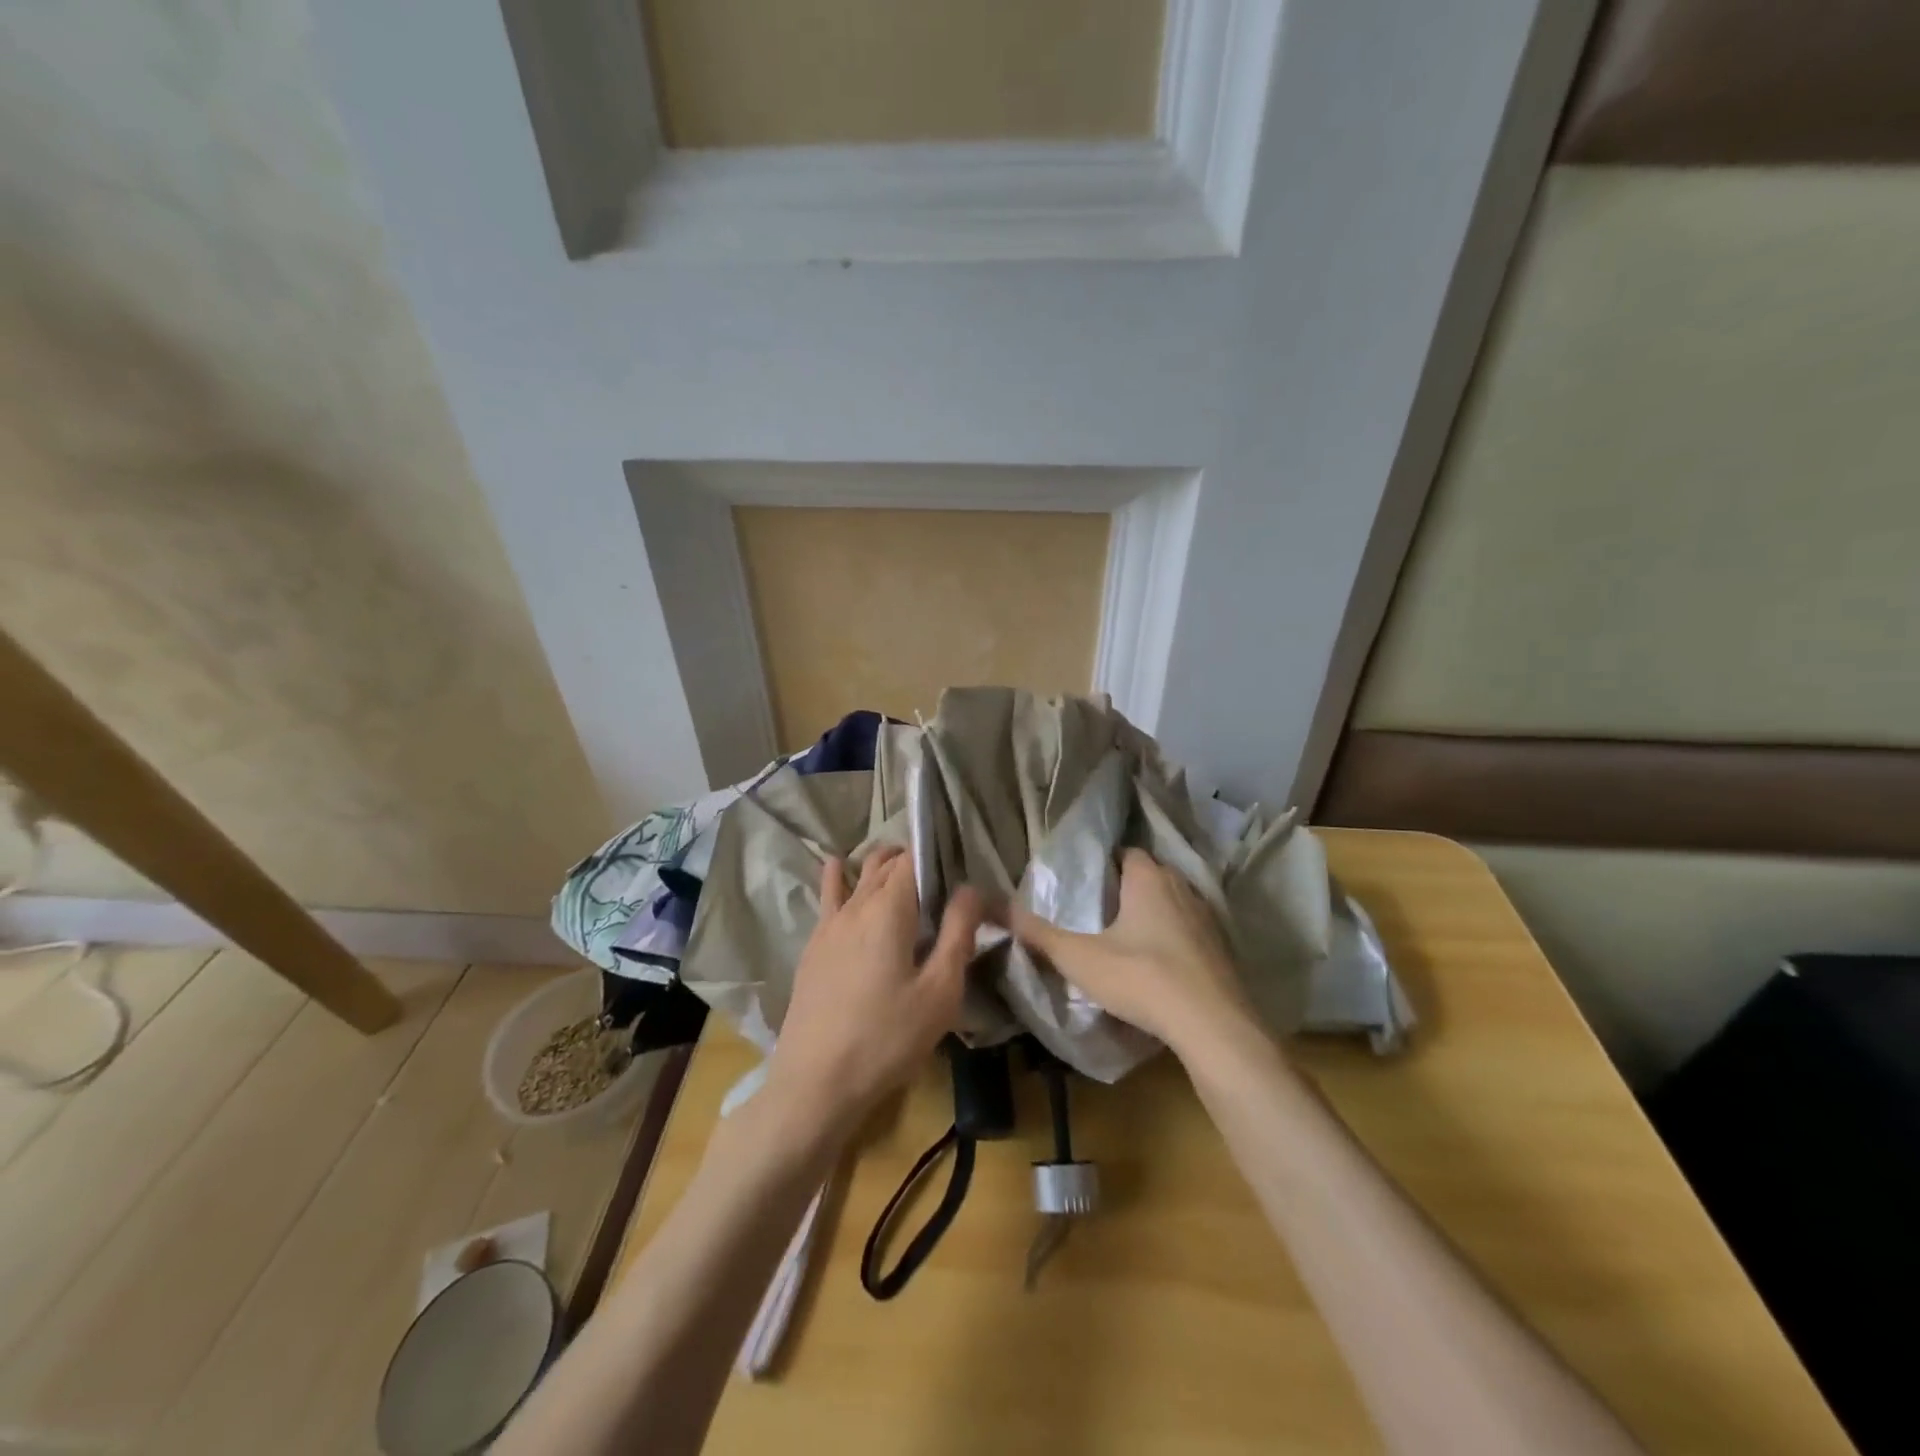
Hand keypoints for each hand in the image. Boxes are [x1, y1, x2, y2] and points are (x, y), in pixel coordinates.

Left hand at [765, 846, 983, 1135]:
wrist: (815, 1083)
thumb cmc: (887, 1038)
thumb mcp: (940, 992)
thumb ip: (958, 933)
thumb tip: (971, 888)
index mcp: (890, 909)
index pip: (914, 859)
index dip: (937, 853)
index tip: (959, 864)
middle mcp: (856, 905)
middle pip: (885, 863)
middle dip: (912, 858)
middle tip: (941, 875)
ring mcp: (829, 925)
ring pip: (857, 876)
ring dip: (880, 865)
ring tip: (901, 866)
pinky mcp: (813, 947)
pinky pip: (829, 897)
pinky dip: (839, 877)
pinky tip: (838, 867)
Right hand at [1011, 848, 1254, 1056]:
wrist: (1213, 1025)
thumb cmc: (1142, 978)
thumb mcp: (1080, 958)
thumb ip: (1040, 935)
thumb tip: (1001, 911)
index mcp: (1148, 878)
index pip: (1126, 852)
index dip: (1104, 864)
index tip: (1085, 885)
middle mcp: (1182, 887)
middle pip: (1150, 876)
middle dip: (1127, 889)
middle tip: (1099, 913)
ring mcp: (1208, 917)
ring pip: (1173, 903)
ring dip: (1154, 915)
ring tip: (1127, 939)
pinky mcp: (1223, 948)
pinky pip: (1191, 932)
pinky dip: (1175, 940)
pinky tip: (1159, 965)